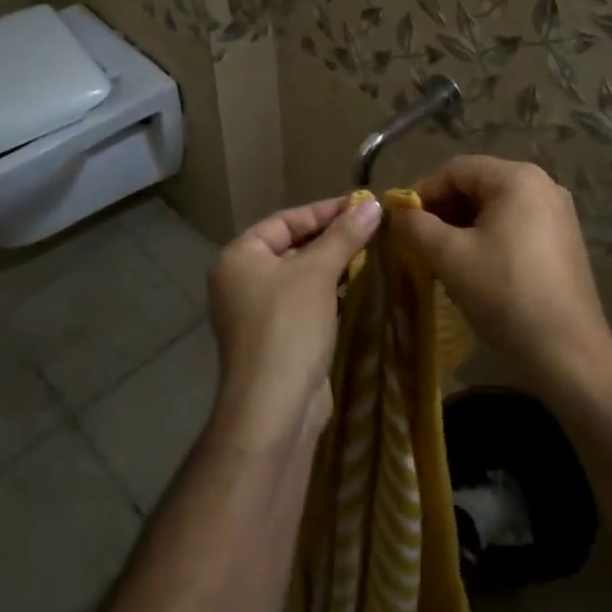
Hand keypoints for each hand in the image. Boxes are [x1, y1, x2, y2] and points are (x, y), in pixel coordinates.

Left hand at [206, 195, 382, 441]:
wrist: (274, 408)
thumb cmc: (289, 326)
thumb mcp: (319, 272)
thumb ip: (345, 235)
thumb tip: (372, 203)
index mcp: (239, 257)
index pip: (285, 220)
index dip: (324, 211)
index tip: (363, 205)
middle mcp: (240, 281)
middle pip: (291, 246)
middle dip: (331, 238)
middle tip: (371, 228)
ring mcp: (255, 313)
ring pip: (299, 276)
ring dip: (332, 265)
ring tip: (371, 253)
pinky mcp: (274, 339)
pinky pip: (303, 303)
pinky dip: (327, 293)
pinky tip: (355, 287)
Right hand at [388, 156, 611, 392]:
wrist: (567, 351)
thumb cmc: (505, 293)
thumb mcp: (450, 257)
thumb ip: (416, 227)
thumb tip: (395, 213)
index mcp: (518, 178)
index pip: (456, 169)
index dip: (423, 192)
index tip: (402, 224)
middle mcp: (543, 185)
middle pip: (477, 185)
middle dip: (443, 212)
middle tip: (418, 243)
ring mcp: (558, 214)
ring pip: (495, 208)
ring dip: (462, 228)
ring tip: (441, 260)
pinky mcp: (563, 241)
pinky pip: (515, 226)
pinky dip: (487, 239)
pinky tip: (474, 270)